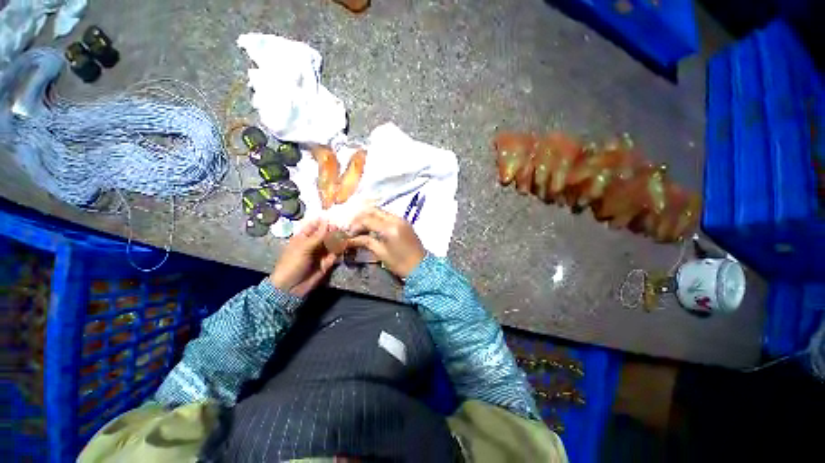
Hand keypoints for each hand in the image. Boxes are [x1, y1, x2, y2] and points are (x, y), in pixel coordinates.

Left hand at [270, 219, 338, 296]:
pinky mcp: (327, 262)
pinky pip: (335, 254)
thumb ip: (318, 235)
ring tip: (345, 237)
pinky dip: (339, 250)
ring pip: (332, 243)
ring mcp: (321, 253)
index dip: (324, 221)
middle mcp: (314, 243)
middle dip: (334, 231)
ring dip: (339, 240)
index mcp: (303, 237)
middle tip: (343, 228)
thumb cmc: (292, 264)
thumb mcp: (304, 248)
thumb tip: (327, 221)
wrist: (291, 287)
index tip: (335, 216)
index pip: (315, 225)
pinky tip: (343, 246)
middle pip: (326, 233)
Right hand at [346, 207, 426, 277]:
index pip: (367, 219)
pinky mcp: (404, 222)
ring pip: (380, 211)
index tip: (349, 234)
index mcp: (389, 228)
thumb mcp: (380, 253)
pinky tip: (373, 228)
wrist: (421, 267)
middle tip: (353, 229)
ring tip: (362, 229)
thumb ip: (365, 242)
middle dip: (361, 218)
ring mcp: (401, 219)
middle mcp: (396, 219)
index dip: (355, 225)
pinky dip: (378, 219)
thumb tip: (349, 239)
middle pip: (373, 210)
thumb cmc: (400, 264)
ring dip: (369, 217)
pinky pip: (388, 215)